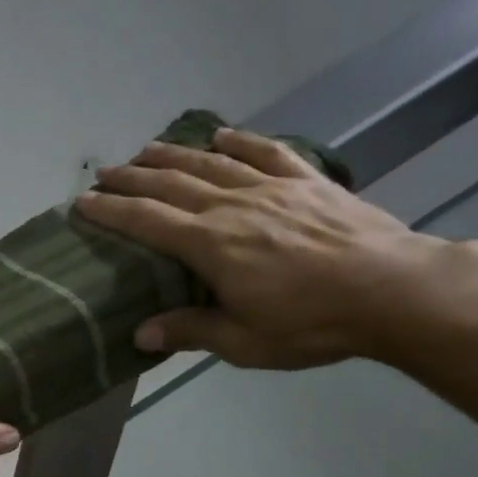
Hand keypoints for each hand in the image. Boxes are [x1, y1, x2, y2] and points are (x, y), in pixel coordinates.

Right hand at [74, 128, 445, 369]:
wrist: (394, 290)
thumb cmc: (313, 322)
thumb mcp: (245, 341)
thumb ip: (191, 331)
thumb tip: (139, 334)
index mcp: (211, 245)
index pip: (147, 221)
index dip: (111, 211)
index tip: (82, 201)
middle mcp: (232, 206)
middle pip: (171, 185)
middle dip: (132, 177)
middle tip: (104, 171)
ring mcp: (271, 189)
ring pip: (211, 164)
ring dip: (173, 154)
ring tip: (146, 148)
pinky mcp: (308, 182)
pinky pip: (267, 153)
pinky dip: (241, 141)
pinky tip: (221, 135)